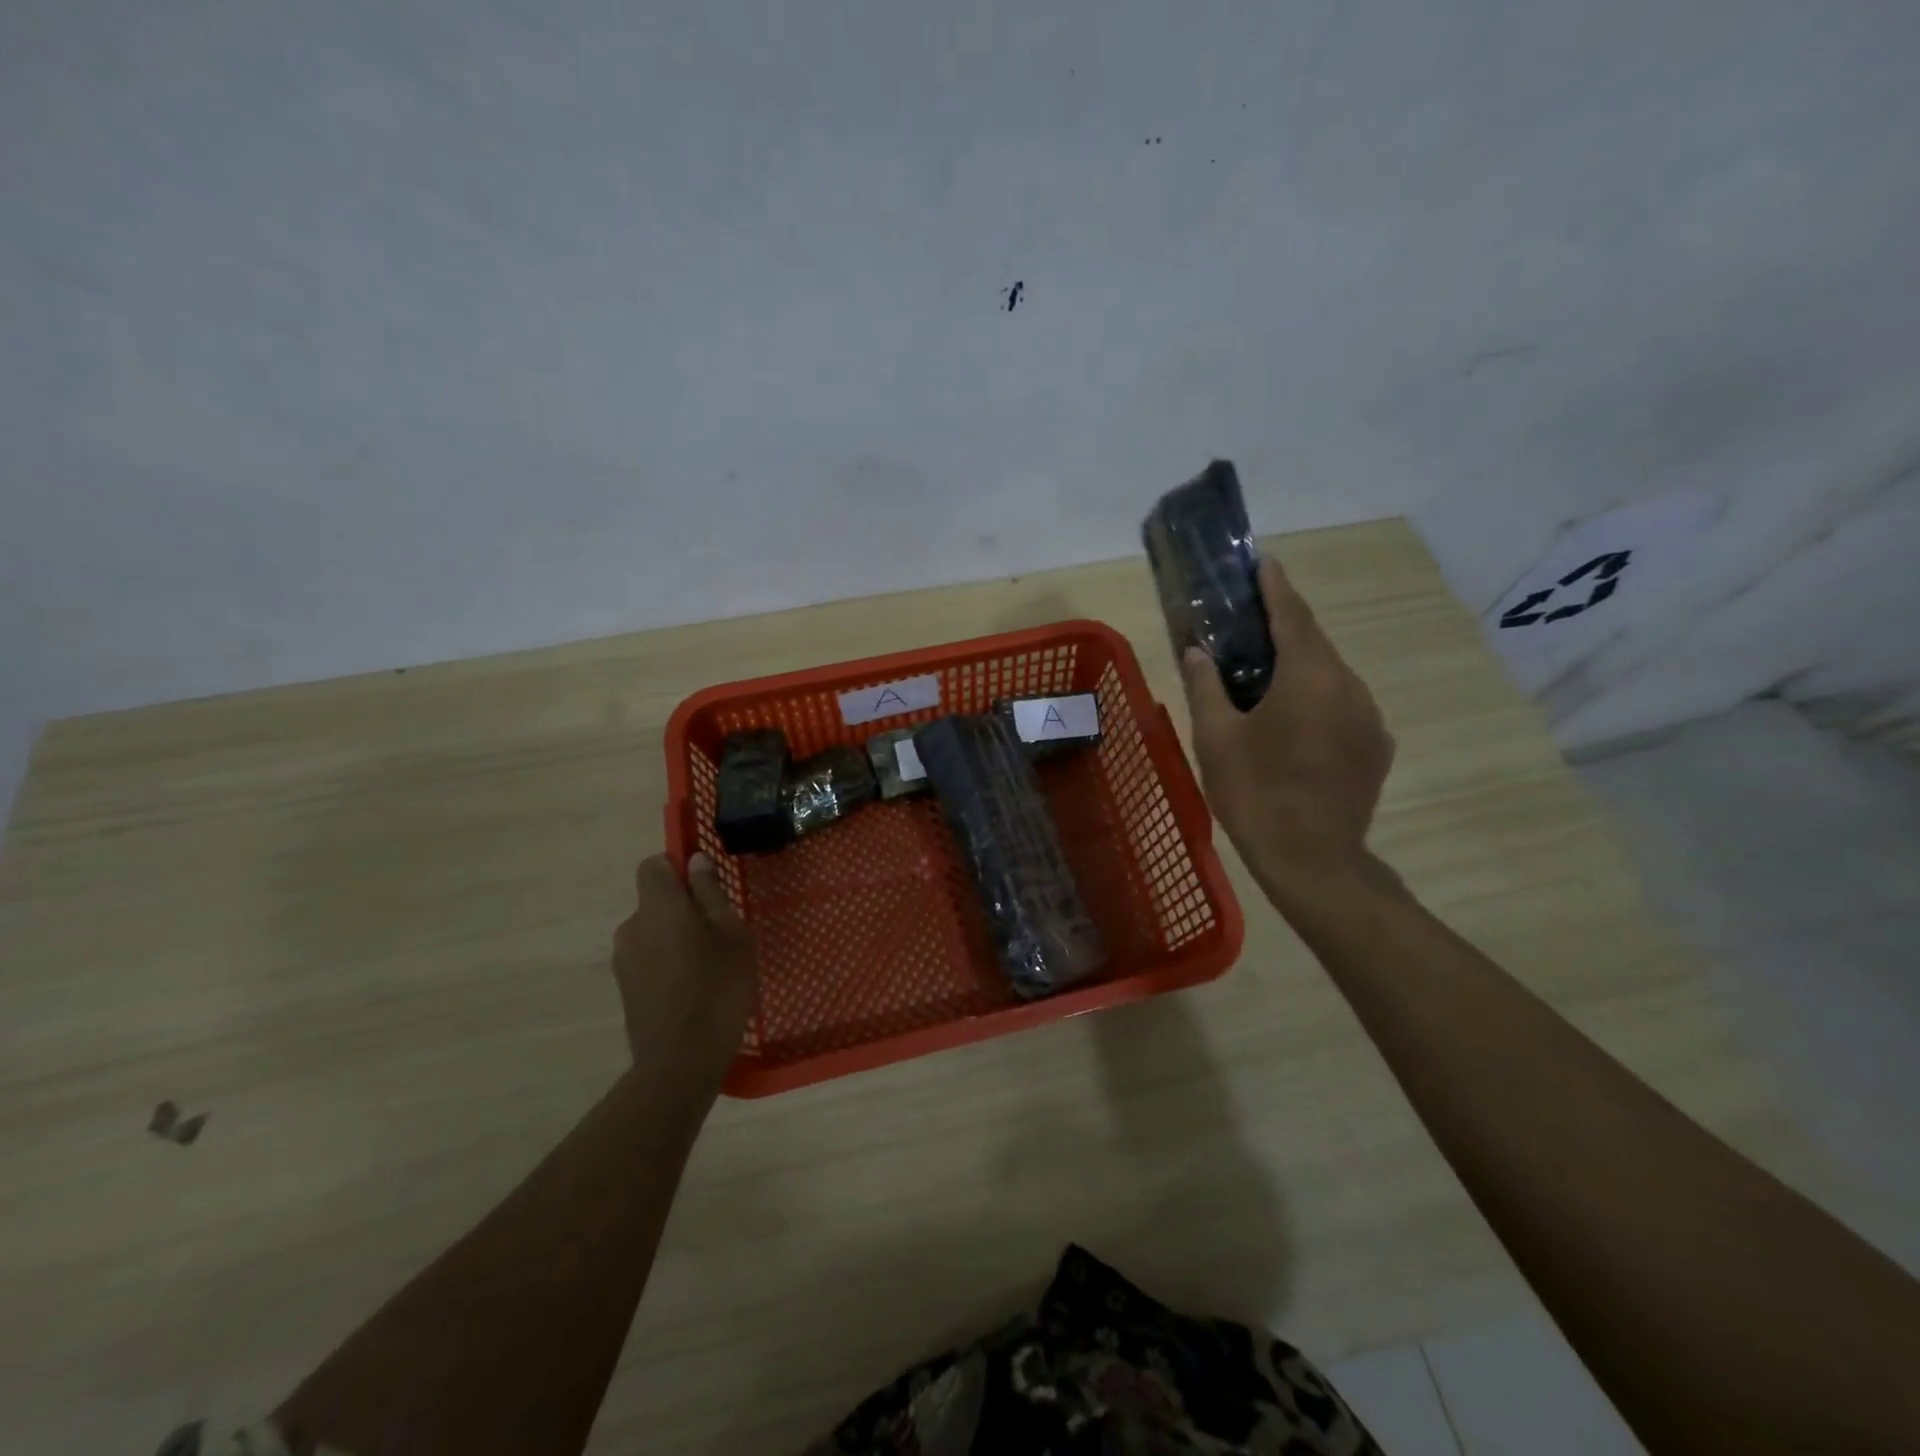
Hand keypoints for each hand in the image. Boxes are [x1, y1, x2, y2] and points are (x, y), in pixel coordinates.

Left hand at [611, 853, 757, 1082]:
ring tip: (709, 965)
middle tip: (719, 932)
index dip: (676, 867)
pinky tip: (693, 989)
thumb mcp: (732, 934)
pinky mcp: (624, 988)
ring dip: (675, 937)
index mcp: (658, 906)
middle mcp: (632, 926)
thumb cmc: (718, 987)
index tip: (704, 886)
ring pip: (652, 932)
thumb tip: (696, 861)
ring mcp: (623, 959)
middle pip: (654, 901)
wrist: (681, 1060)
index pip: (652, 865)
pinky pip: (648, 959)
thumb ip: (711, 894)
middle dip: (682, 908)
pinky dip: (667, 963)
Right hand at [1178, 556, 1393, 892]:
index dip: (1275, 585)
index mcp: (1308, 676)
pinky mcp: (1375, 746)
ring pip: (1330, 674)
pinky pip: (1343, 705)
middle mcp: (1348, 685)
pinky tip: (1292, 721)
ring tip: (1264, 674)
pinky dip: (1317, 698)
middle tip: (1250, 619)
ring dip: (1300, 664)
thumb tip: (1195, 652)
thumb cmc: (1255, 792)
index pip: (1292, 614)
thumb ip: (1205, 687)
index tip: (1263, 561)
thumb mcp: (1216, 738)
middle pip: (1314, 642)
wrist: (1313, 859)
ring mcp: (1368, 717)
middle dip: (1284, 625)